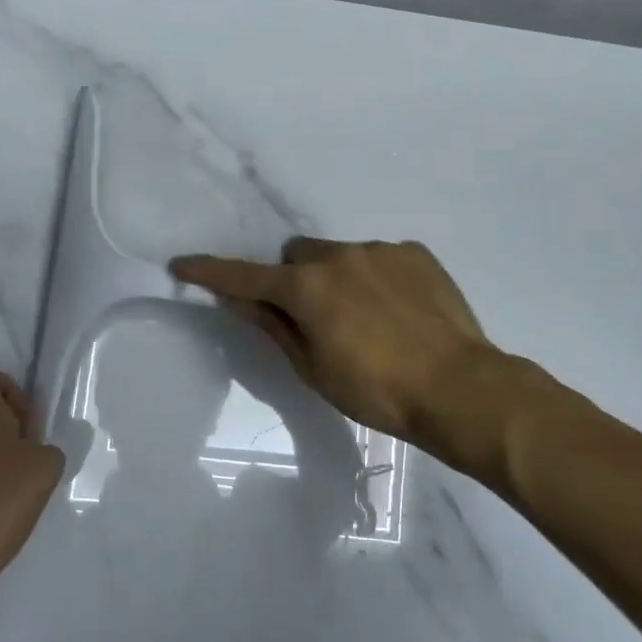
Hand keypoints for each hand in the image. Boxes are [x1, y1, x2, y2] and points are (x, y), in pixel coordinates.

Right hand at [171, 238, 501, 468]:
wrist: (459, 387)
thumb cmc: (377, 391)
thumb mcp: (313, 369)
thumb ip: (273, 326)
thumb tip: (239, 300)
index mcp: (307, 288)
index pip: (245, 276)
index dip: (211, 272)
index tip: (183, 265)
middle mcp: (339, 255)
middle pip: (296, 256)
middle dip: (294, 279)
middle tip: (313, 317)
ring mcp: (380, 250)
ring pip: (339, 254)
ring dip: (336, 278)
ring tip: (367, 320)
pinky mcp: (414, 252)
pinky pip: (378, 258)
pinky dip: (375, 278)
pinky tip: (398, 312)